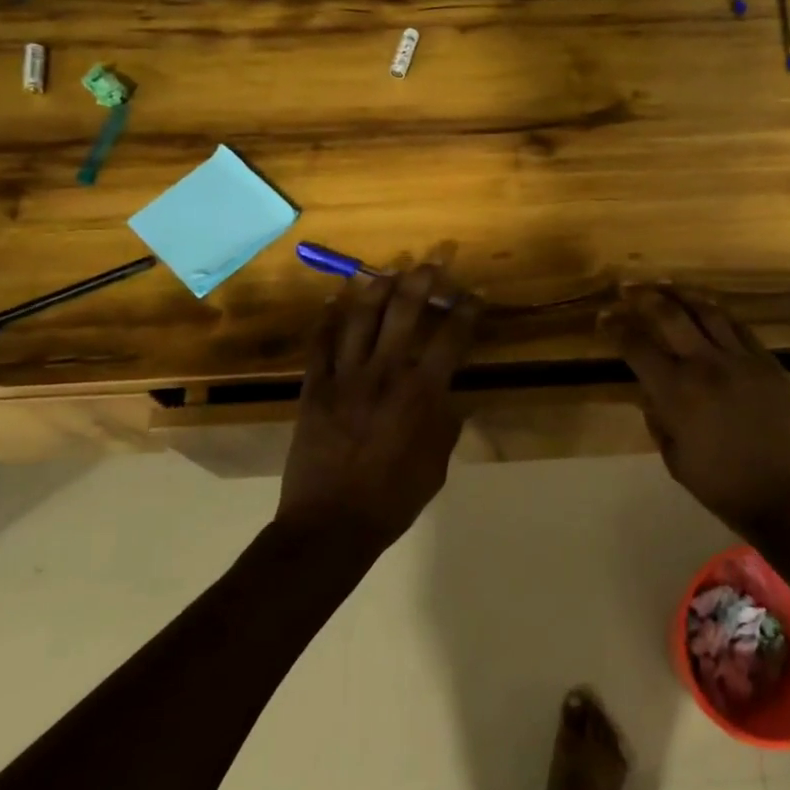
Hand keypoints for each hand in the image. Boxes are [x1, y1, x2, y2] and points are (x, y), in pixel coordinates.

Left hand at [277, 263, 481, 550]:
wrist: (330, 526)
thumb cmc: (393, 499)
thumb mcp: (437, 466)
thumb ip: (446, 425)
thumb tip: (451, 399)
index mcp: (421, 393)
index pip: (451, 338)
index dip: (467, 311)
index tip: (475, 293)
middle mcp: (385, 373)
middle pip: (405, 312)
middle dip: (422, 281)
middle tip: (432, 262)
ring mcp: (345, 377)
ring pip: (361, 317)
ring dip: (376, 288)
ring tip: (388, 271)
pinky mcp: (315, 388)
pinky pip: (319, 344)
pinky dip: (326, 319)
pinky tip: (333, 300)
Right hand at [605, 286, 789, 539]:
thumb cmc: (725, 487)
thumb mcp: (676, 459)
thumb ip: (657, 418)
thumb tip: (649, 390)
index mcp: (677, 394)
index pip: (637, 347)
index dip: (616, 328)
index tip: (604, 316)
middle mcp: (706, 366)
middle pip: (669, 315)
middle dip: (643, 297)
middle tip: (627, 287)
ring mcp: (741, 359)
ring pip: (707, 311)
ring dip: (681, 293)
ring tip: (664, 284)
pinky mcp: (768, 362)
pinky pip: (739, 326)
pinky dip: (717, 312)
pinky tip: (707, 306)